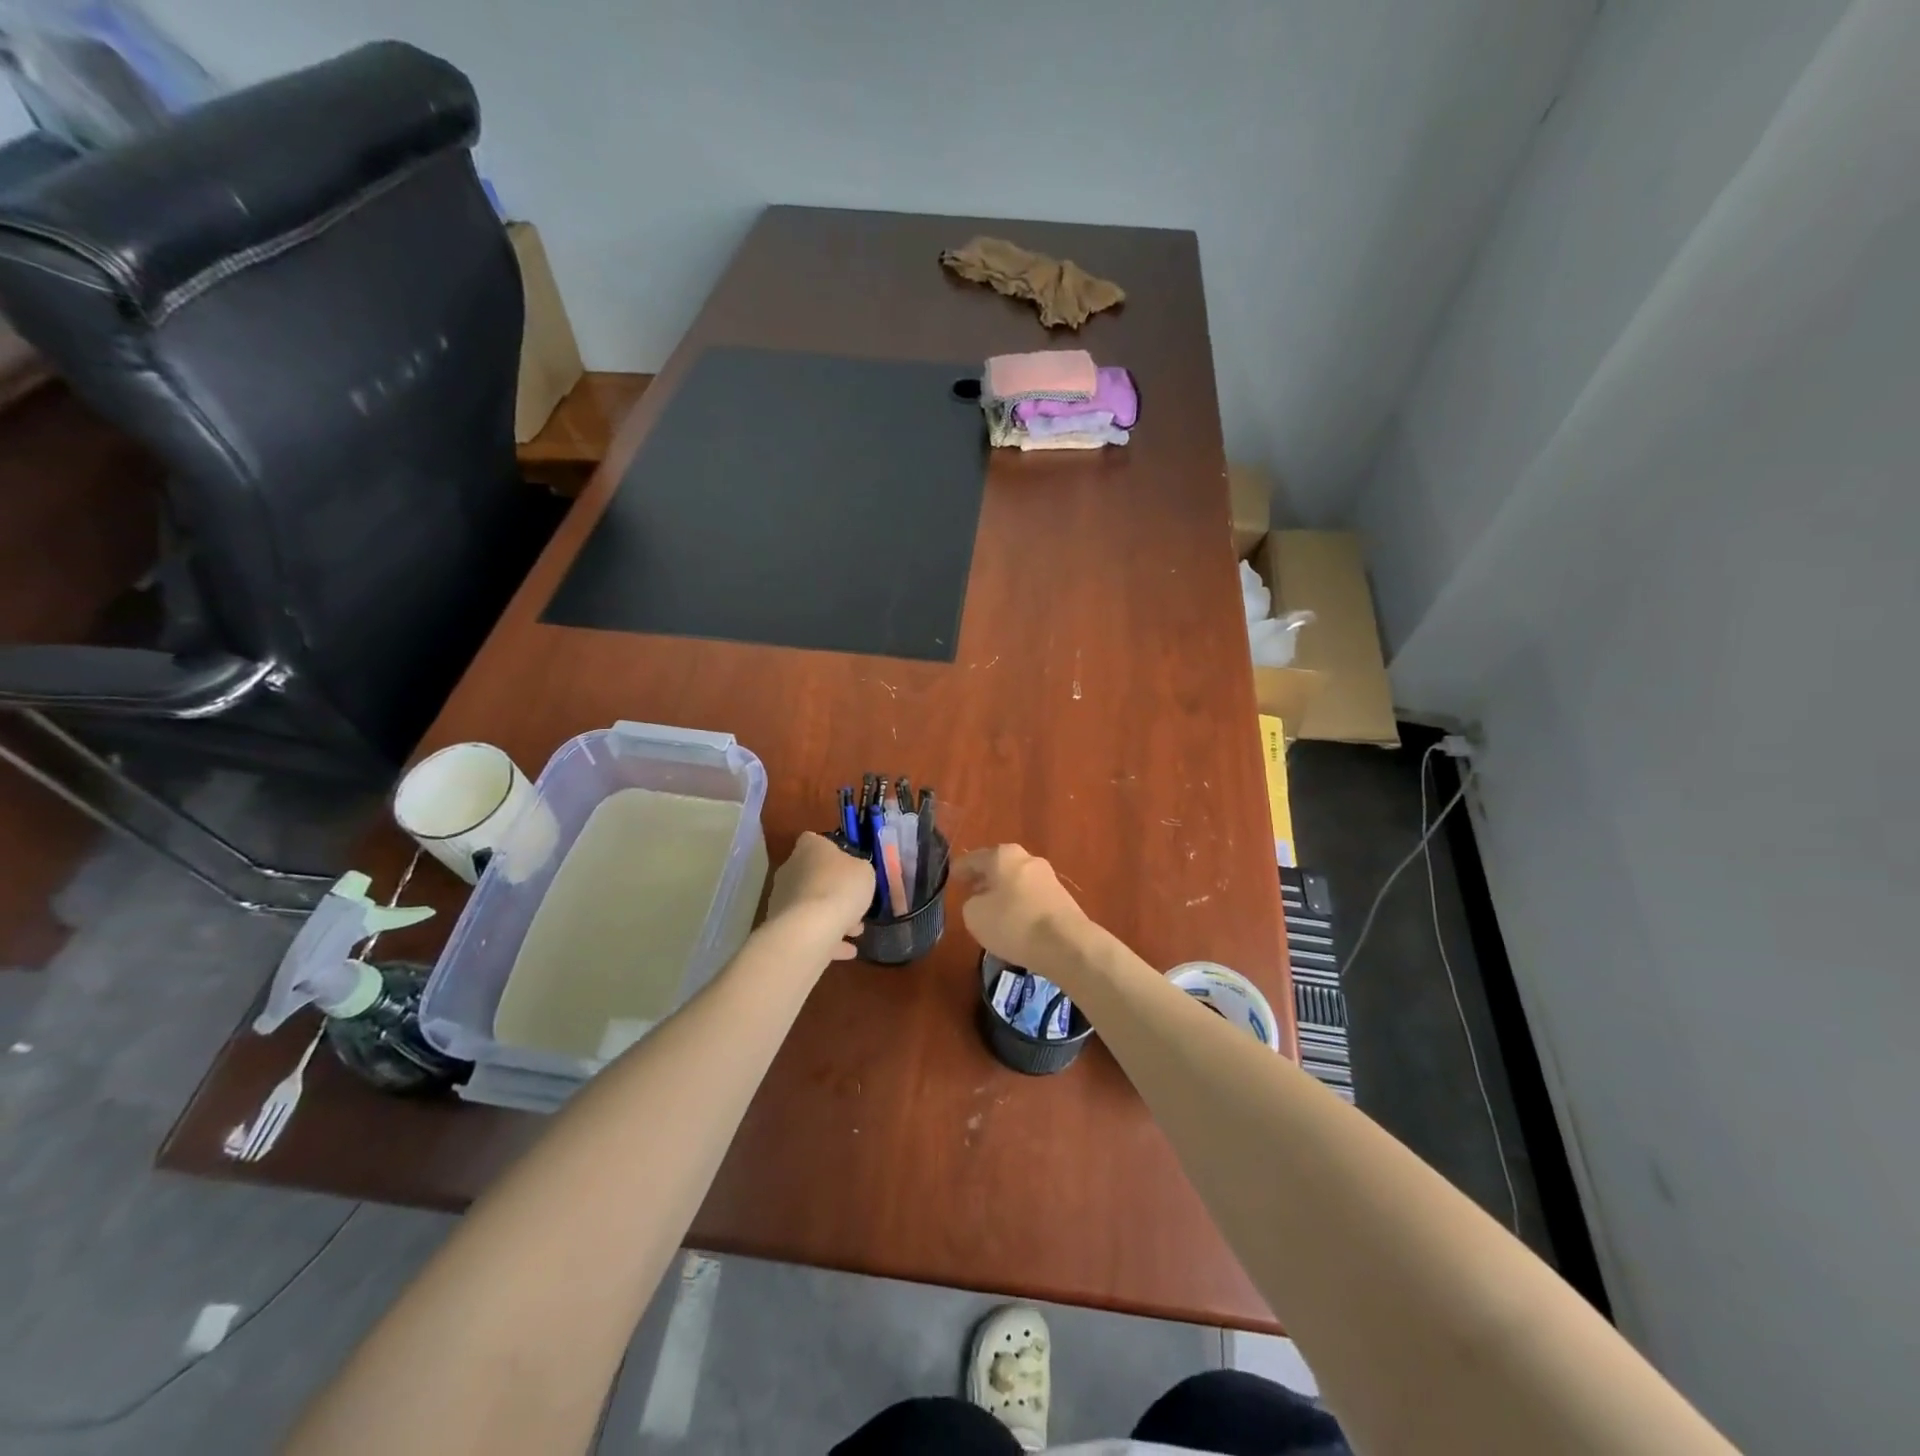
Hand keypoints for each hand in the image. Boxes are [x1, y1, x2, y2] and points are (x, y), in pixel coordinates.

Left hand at [765, 831, 872, 961]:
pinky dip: (826, 938)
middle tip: (855, 903)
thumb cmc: (841, 887)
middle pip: (813, 875)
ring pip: (811, 904)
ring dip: (831, 916)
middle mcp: (790, 869)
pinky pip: (807, 929)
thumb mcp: (864, 871)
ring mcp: (782, 899)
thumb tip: (851, 873)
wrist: (810, 928)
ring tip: (856, 932)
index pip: (815, 841)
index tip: (848, 866)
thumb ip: (858, 869)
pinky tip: (847, 951)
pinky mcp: (781, 926)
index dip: (832, 852)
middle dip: (834, 890)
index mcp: (809, 848)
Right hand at [954, 844, 1090, 968]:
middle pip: (998, 867)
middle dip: (984, 879)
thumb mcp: (974, 915)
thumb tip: (981, 901)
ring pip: (1016, 882)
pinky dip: (1019, 906)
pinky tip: (1014, 923)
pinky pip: (1031, 898)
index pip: (973, 858)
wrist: (1066, 943)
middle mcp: (1027, 859)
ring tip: (991, 912)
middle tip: (969, 892)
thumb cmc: (1013, 923)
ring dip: (1003, 893)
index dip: (960, 869)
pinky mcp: (1061, 898)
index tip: (951, 878)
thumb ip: (971, 903)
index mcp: (1003, 855)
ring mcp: (1047, 877)